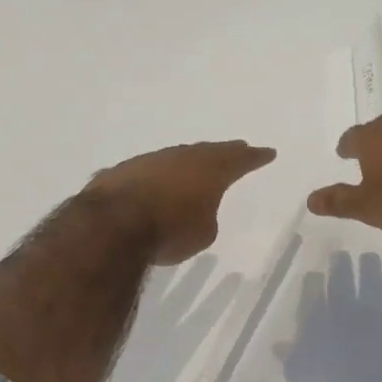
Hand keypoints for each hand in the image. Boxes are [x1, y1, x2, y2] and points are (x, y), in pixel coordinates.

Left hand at [87, 141, 276, 263]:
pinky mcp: (123, 171)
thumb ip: (205, 217)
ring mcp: (150, 160)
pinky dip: (158, 176)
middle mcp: (182, 157)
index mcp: (211, 169)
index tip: (268, 152)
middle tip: (238, 148)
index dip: (255, 157)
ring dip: (188, 162)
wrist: (113, 224)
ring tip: (197, 165)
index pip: (240, 159)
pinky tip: (156, 184)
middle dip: (225, 151)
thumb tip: (194, 210)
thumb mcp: (202, 234)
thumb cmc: (170, 230)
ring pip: (177, 157)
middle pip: (209, 151)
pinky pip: (149, 170)